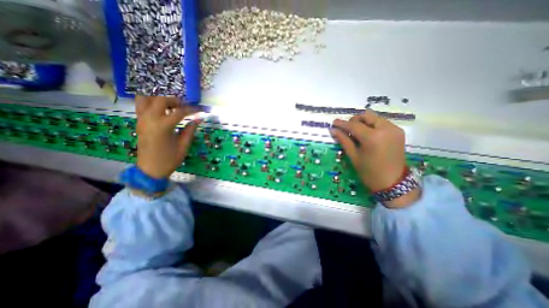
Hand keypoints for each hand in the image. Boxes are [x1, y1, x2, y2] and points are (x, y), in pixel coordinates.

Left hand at [135, 96, 199, 177]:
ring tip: (170, 106)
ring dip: (159, 99)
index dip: (190, 110)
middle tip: (184, 106)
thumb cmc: (169, 159)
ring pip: (146, 99)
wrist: (150, 170)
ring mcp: (141, 120)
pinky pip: (141, 106)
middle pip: (161, 100)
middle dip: (174, 100)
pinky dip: (151, 103)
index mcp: (163, 126)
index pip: (179, 112)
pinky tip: (162, 110)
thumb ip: (190, 130)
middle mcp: (150, 119)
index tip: (198, 111)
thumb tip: (198, 119)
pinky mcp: (138, 123)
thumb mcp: (184, 145)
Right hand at [330, 110, 421, 208]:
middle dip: (354, 121)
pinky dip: (372, 125)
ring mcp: (394, 129)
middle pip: (366, 116)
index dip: (342, 124)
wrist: (393, 183)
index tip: (334, 122)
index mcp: (373, 137)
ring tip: (356, 133)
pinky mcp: (398, 132)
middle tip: (347, 130)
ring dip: (363, 122)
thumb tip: (333, 130)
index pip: (354, 125)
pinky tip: (367, 135)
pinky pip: (382, 122)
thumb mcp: (354, 156)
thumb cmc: (369, 172)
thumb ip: (344, 140)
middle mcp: (386, 129)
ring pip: (374, 118)